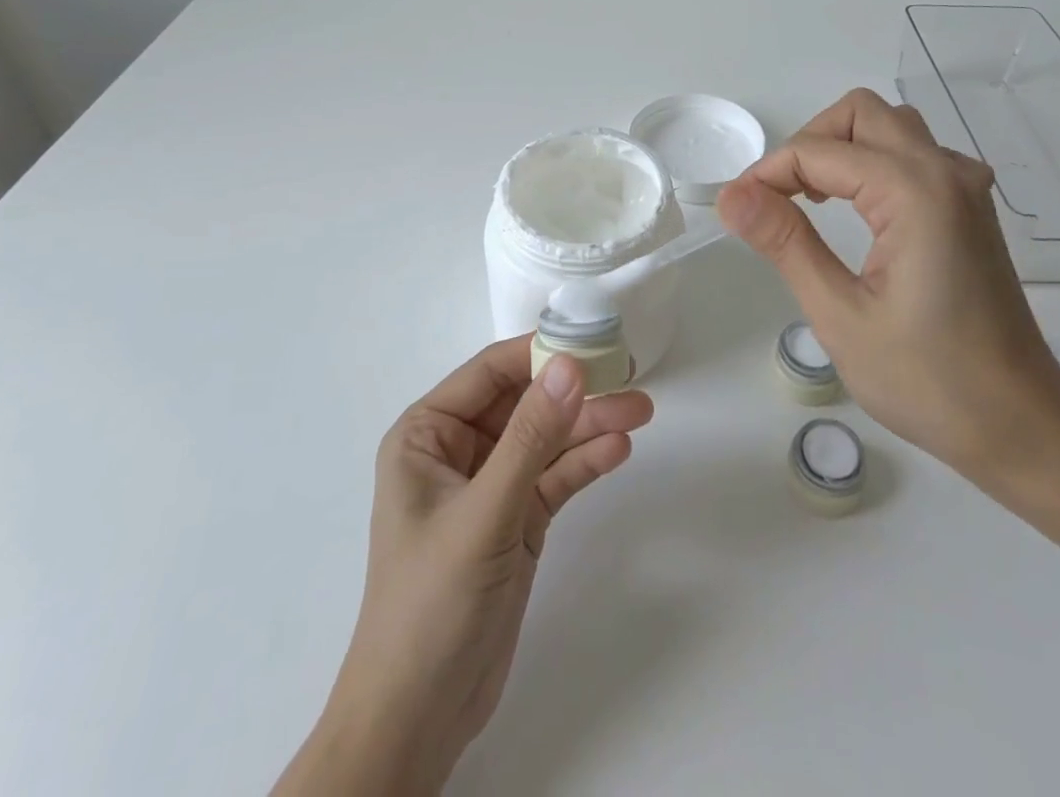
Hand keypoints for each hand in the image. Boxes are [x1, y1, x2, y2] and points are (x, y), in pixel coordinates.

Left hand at [275, 338, 654, 795]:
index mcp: (428, 433)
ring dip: (589, 425)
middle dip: (575, 391)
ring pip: (546, 439)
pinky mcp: (517, 520)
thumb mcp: (484, 511)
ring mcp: (491, 486)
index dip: (539, 352)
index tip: (591, 340)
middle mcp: (458, 450)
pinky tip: (618, 450)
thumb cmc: (431, 601)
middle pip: (525, 403)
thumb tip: (570, 364)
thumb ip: (531, 436)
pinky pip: (554, 477)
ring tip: (640, 411)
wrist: (419, 718)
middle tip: (629, 373)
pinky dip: (584, 463)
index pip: (491, 373)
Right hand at [717, 87, 1059, 487]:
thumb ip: (785, 242)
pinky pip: (913, 154)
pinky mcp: (970, 207)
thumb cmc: (927, 380)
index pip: (818, 151)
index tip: (737, 210)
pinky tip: (857, 210)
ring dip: (842, 147)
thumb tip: (731, 196)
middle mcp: (945, 171)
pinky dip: (872, 163)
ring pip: (889, 126)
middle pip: (860, 113)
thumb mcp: (840, 314)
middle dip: (807, 143)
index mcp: (914, 192)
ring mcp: (965, 186)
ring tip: (811, 200)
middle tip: (777, 198)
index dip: (767, 173)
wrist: (1020, 426)